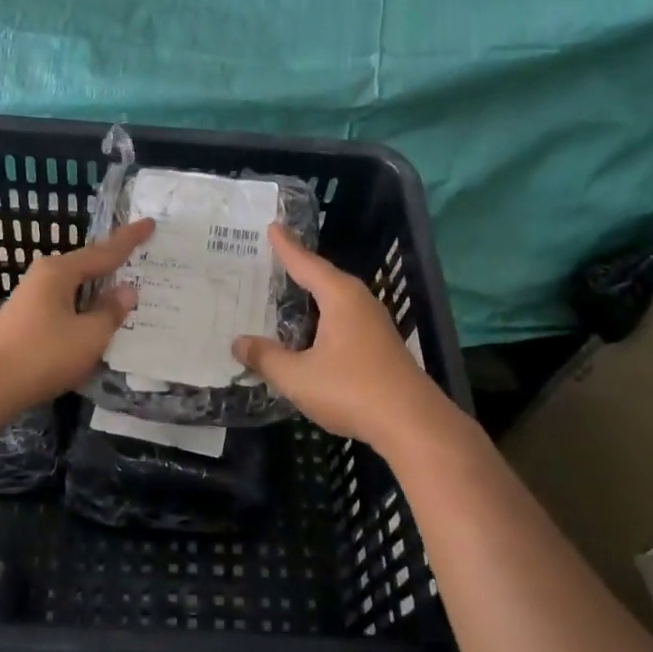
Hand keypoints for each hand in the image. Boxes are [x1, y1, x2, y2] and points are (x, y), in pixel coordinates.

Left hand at [0, 219, 154, 409]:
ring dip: (99, 297)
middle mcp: (44, 277)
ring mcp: (32, 300)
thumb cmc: (42, 355)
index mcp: (60, 271)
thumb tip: (126, 290)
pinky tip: (97, 330)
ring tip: (127, 300)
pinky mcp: (27, 323)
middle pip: (88, 268)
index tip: (150, 223)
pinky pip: (66, 310)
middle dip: (114, 268)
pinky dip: (85, 316)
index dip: (130, 239)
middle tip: (145, 264)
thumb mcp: (89, 336)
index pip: (104, 251)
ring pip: (76, 292)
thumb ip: (111, 311)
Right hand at [231, 225, 448, 451]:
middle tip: (274, 256)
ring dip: (313, 295)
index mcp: (340, 297)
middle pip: (324, 277)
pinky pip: (345, 319)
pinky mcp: (381, 346)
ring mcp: (375, 324)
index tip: (272, 226)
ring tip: (289, 291)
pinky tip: (313, 332)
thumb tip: (238, 342)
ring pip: (336, 300)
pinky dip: (324, 317)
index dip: (286, 247)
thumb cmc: (352, 390)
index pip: (306, 264)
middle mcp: (359, 302)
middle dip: (299, 267)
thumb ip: (267, 358)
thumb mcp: (298, 377)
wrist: (413, 424)